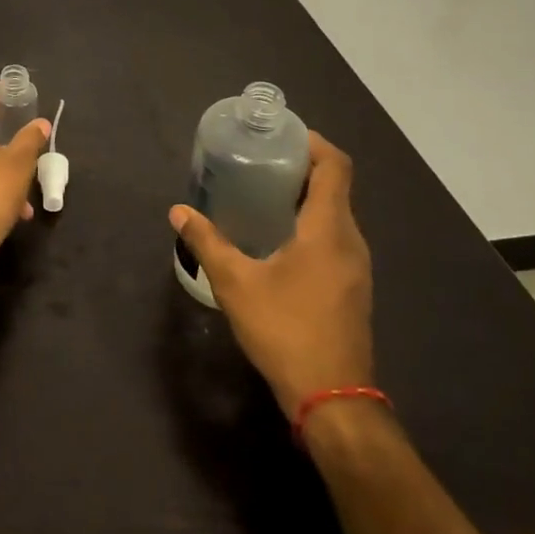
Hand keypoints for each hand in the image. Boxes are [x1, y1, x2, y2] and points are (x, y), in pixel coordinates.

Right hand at [170, 132, 373, 417]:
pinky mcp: (352, 287)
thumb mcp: (236, 283)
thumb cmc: (286, 331)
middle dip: (301, 166)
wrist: (333, 399)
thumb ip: (206, 242)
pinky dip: (310, 223)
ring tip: (262, 192)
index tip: (281, 134)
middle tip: (259, 160)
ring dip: (305, 196)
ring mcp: (356, 267)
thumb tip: (178, 211)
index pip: (335, 166)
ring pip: (336, 214)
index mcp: (329, 229)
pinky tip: (276, 237)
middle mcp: (351, 241)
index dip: (313, 142)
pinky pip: (335, 237)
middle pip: (336, 186)